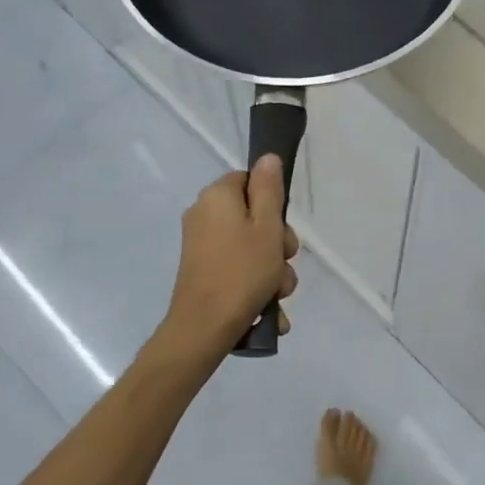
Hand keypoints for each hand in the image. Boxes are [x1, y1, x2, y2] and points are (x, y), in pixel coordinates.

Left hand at [163, 157, 298, 352]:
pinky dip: (255, 286)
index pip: (250, 181)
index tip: (281, 229)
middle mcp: (204, 215)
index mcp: (217, 196)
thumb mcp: (267, 227)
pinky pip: (238, 269)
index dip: (273, 204)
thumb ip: (269, 189)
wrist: (204, 328)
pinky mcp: (203, 271)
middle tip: (283, 263)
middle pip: (254, 217)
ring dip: (272, 270)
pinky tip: (269, 310)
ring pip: (251, 247)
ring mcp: (201, 245)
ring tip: (277, 294)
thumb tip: (267, 157)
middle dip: (277, 244)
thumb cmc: (242, 272)